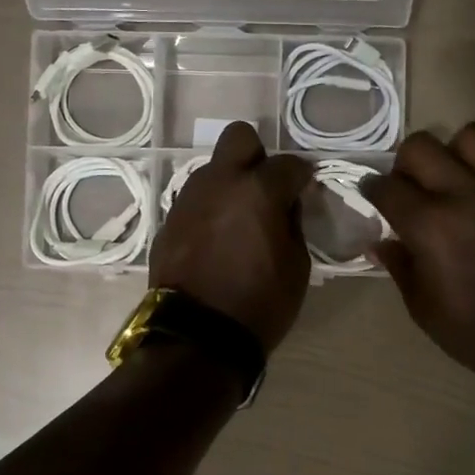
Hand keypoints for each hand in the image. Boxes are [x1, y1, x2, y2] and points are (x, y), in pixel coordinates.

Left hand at [151, 122, 313, 352]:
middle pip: (239, 138)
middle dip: (257, 155)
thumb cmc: (260, 304)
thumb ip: (293, 222)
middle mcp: (219, 182)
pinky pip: (195, 199)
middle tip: (266, 188)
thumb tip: (287, 203)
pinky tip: (216, 237)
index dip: (301, 176)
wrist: (197, 336)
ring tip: (239, 218)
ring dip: (229, 183)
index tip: (305, 190)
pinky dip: (210, 209)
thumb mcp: (297, 266)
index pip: (288, 163)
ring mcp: (189, 198)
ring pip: (212, 169)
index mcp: (258, 190)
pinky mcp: (169, 220)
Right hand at [363, 123, 474, 389]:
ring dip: (455, 152)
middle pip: (421, 147)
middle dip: (407, 165)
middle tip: (413, 189)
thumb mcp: (423, 307)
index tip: (374, 196)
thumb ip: (400, 266)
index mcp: (428, 225)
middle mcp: (464, 194)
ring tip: (457, 179)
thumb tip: (380, 243)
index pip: (386, 186)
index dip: (372, 189)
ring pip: (473, 136)